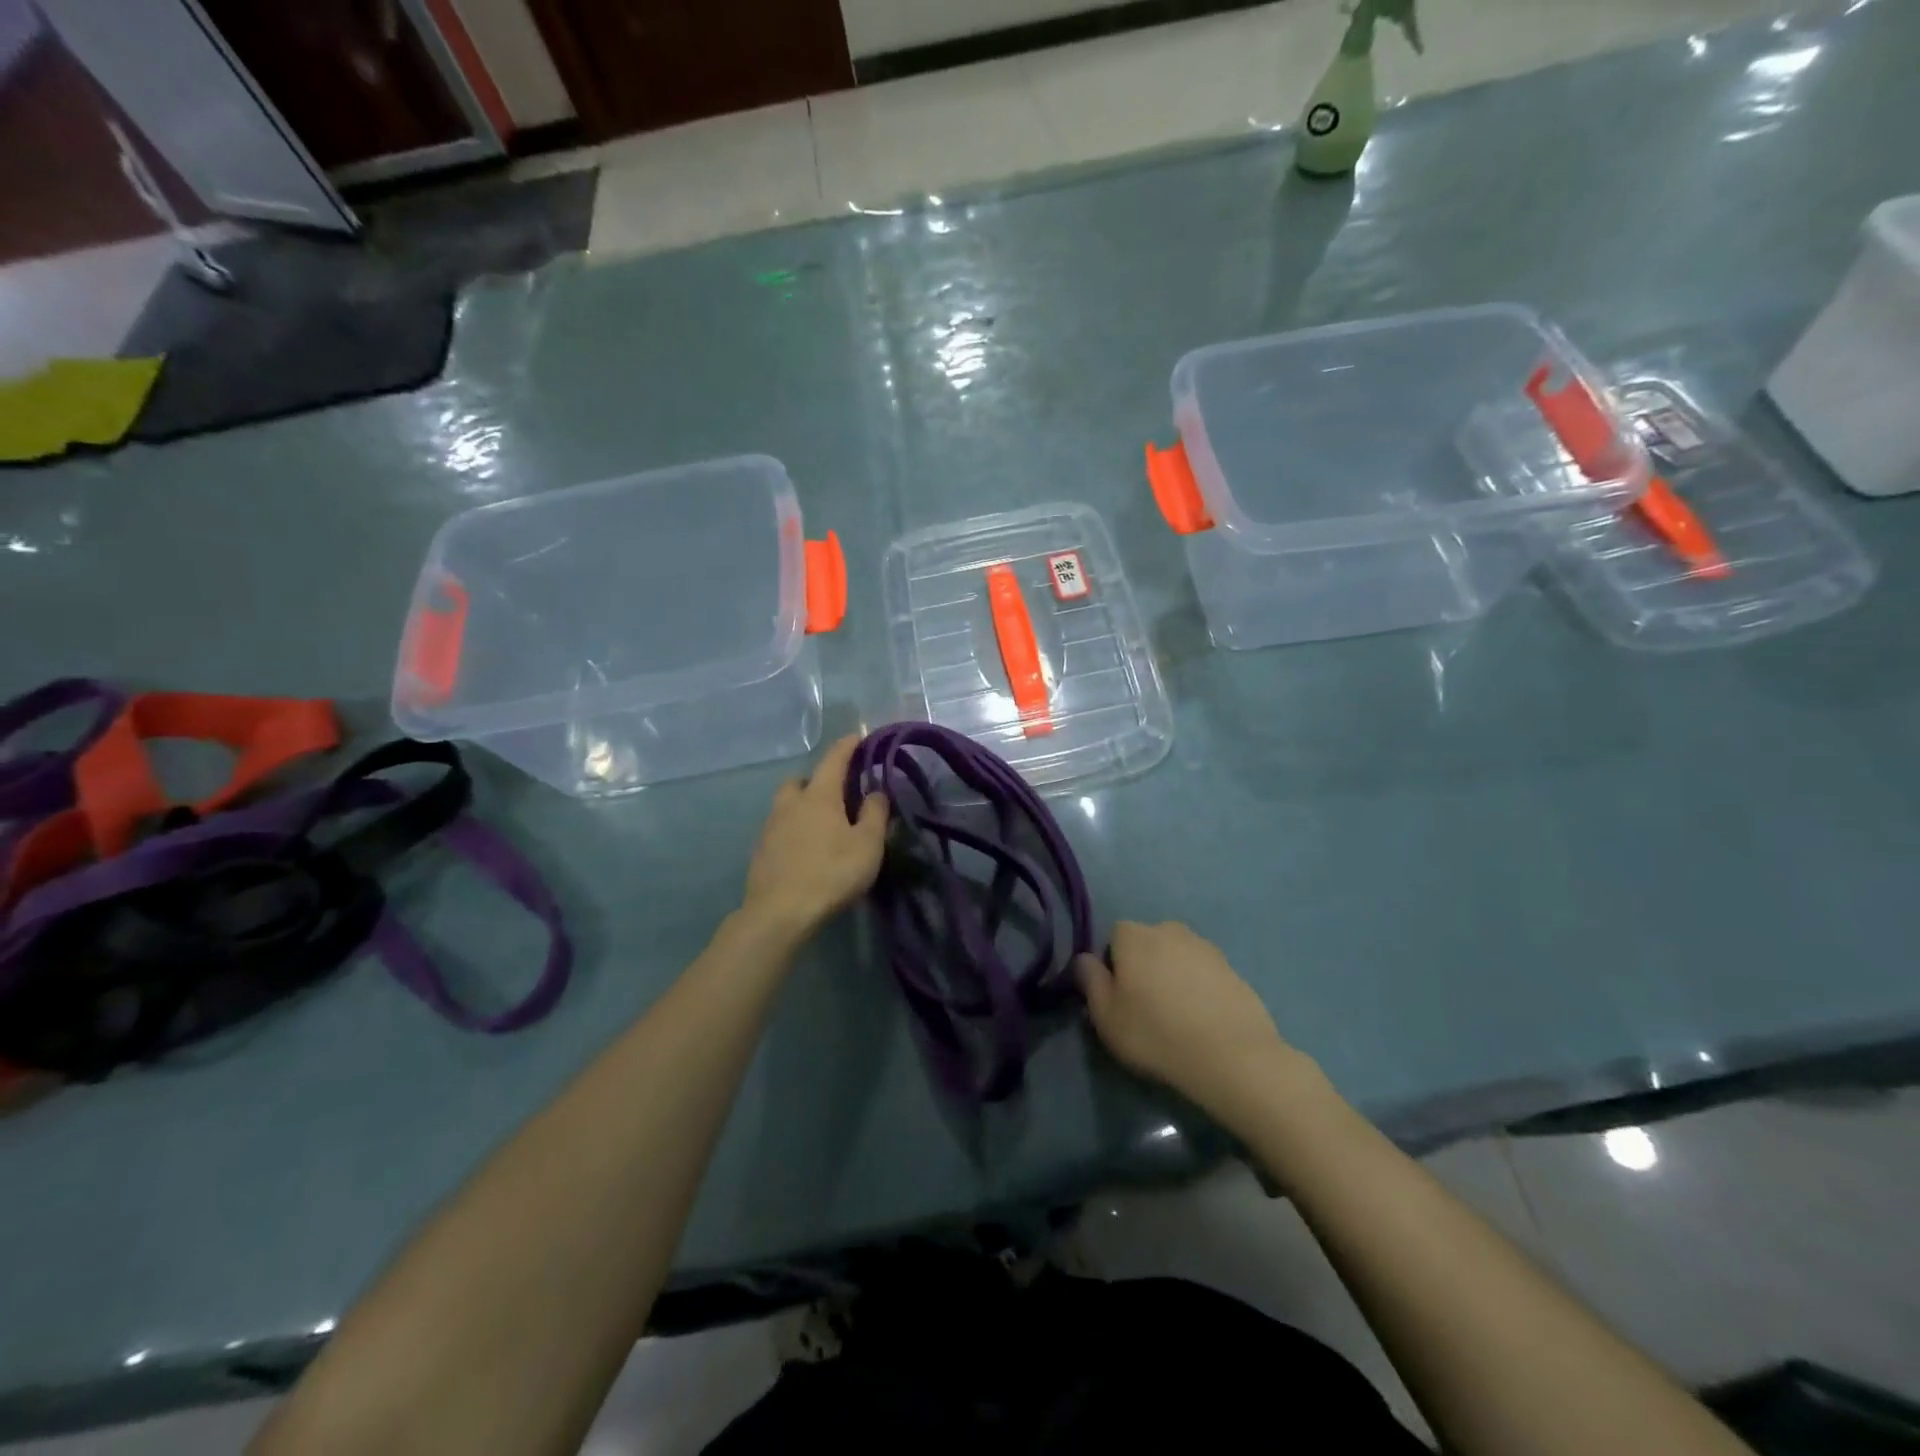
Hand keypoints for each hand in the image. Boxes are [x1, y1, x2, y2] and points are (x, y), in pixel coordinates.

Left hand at [743, 733, 888, 934]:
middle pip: (801, 780)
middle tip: (837, 795)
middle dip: (818, 780)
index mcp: (819, 796)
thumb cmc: (831, 873)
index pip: (834, 759)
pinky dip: (794, 831)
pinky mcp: (760, 852)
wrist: (779, 913)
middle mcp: (790, 804)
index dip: (848, 746)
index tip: (859, 737)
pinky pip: (780, 829)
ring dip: (803, 807)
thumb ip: (875, 814)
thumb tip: (876, 792)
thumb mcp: (867, 845)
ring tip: (823, 827)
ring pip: (787, 805)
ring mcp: (770, 827)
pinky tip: (806, 851)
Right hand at [1076, 921, 1297, 1118]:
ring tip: (1177, 1016)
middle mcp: (1169, 930)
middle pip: (1148, 943)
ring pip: (1178, 956)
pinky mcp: (1233, 969)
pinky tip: (1203, 1020)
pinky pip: (1205, 973)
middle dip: (1144, 966)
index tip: (1119, 997)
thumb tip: (1084, 959)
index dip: (1113, 964)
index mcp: (1134, 936)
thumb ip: (1090, 981)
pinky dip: (1200, 988)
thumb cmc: (1156, 1033)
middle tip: (1146, 1007)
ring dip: (1174, 975)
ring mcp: (1206, 948)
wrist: (1231, 1055)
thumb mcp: (1106, 1016)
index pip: (1114, 936)